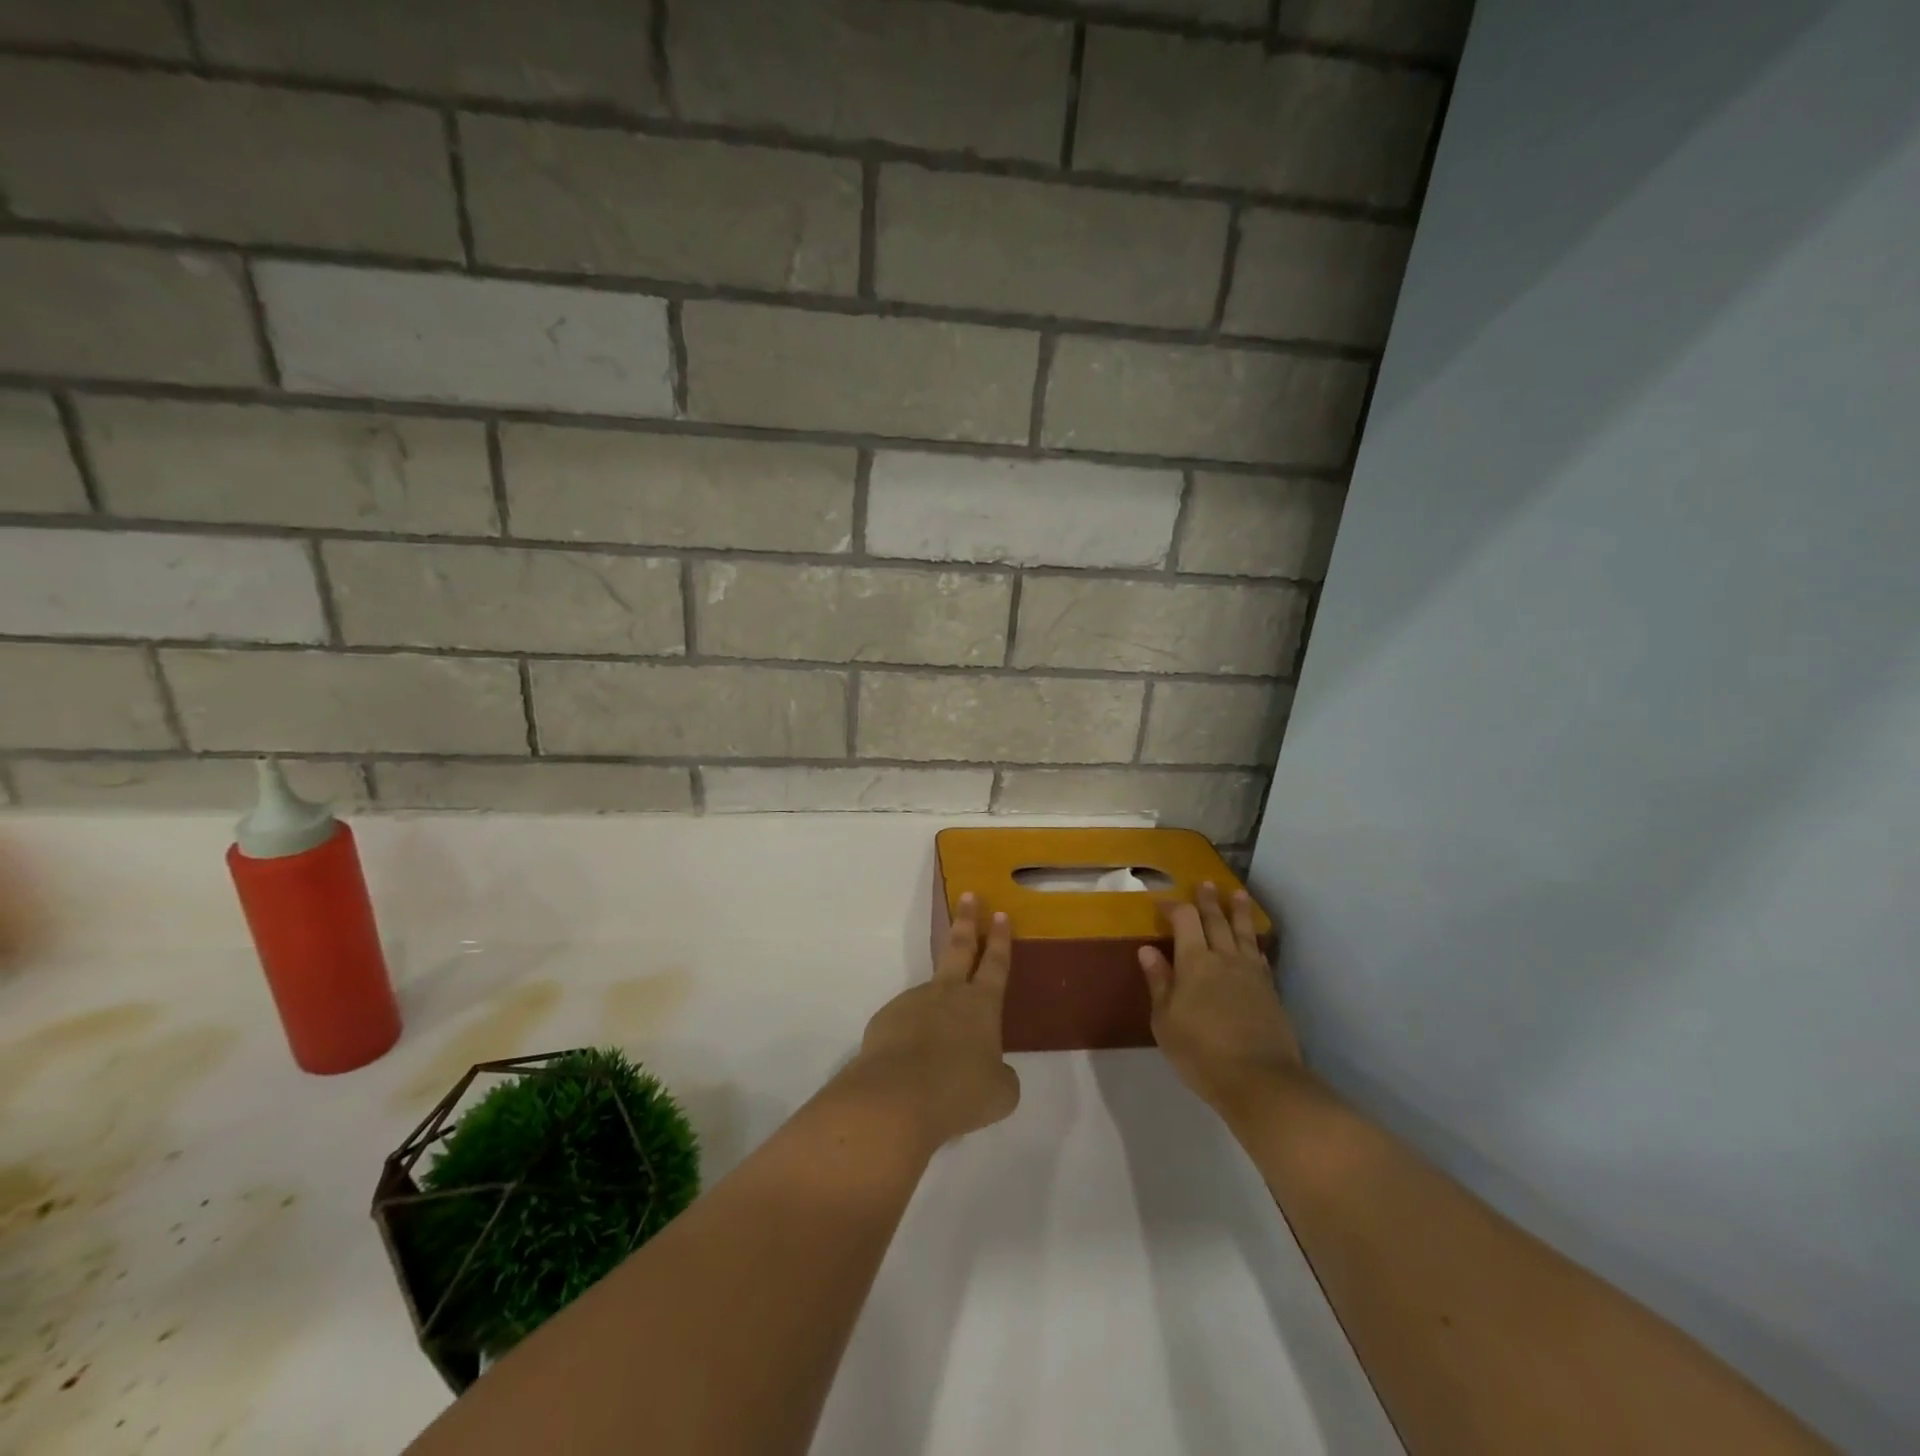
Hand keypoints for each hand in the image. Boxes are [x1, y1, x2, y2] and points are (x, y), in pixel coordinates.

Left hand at [839, 893, 1020, 1150]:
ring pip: (928, 997)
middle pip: (959, 948)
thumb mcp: (999, 1093)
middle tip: (969, 896)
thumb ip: (1001, 1076)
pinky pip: (903, 1026)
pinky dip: (909, 1040)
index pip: (996, 963)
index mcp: (981, 1005)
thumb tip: (995, 1072)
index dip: (1000, 939)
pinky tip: (910, 1069)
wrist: (896, 1099)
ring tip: (937, 1057)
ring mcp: (912, 1003)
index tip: (1000, 913)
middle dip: (967, 921)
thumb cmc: (960, 1092)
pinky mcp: (884, 1021)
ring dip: (934, 1012)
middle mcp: (947, 994)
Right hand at [1140, 883, 1304, 1116]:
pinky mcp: (1270, 991)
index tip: (1162, 902)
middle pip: (1217, 920)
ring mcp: (1251, 973)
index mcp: (1195, 962)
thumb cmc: (1200, 1052)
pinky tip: (1254, 942)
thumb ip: (1159, 982)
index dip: (1173, 907)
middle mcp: (1225, 958)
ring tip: (1238, 894)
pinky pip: (1260, 956)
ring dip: (1239, 912)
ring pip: (1244, 933)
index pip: (1184, 920)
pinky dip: (1254, 943)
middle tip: (1206, 883)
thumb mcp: (1166, 1020)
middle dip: (1208, 901)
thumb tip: (1148, 950)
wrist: (1259, 1080)